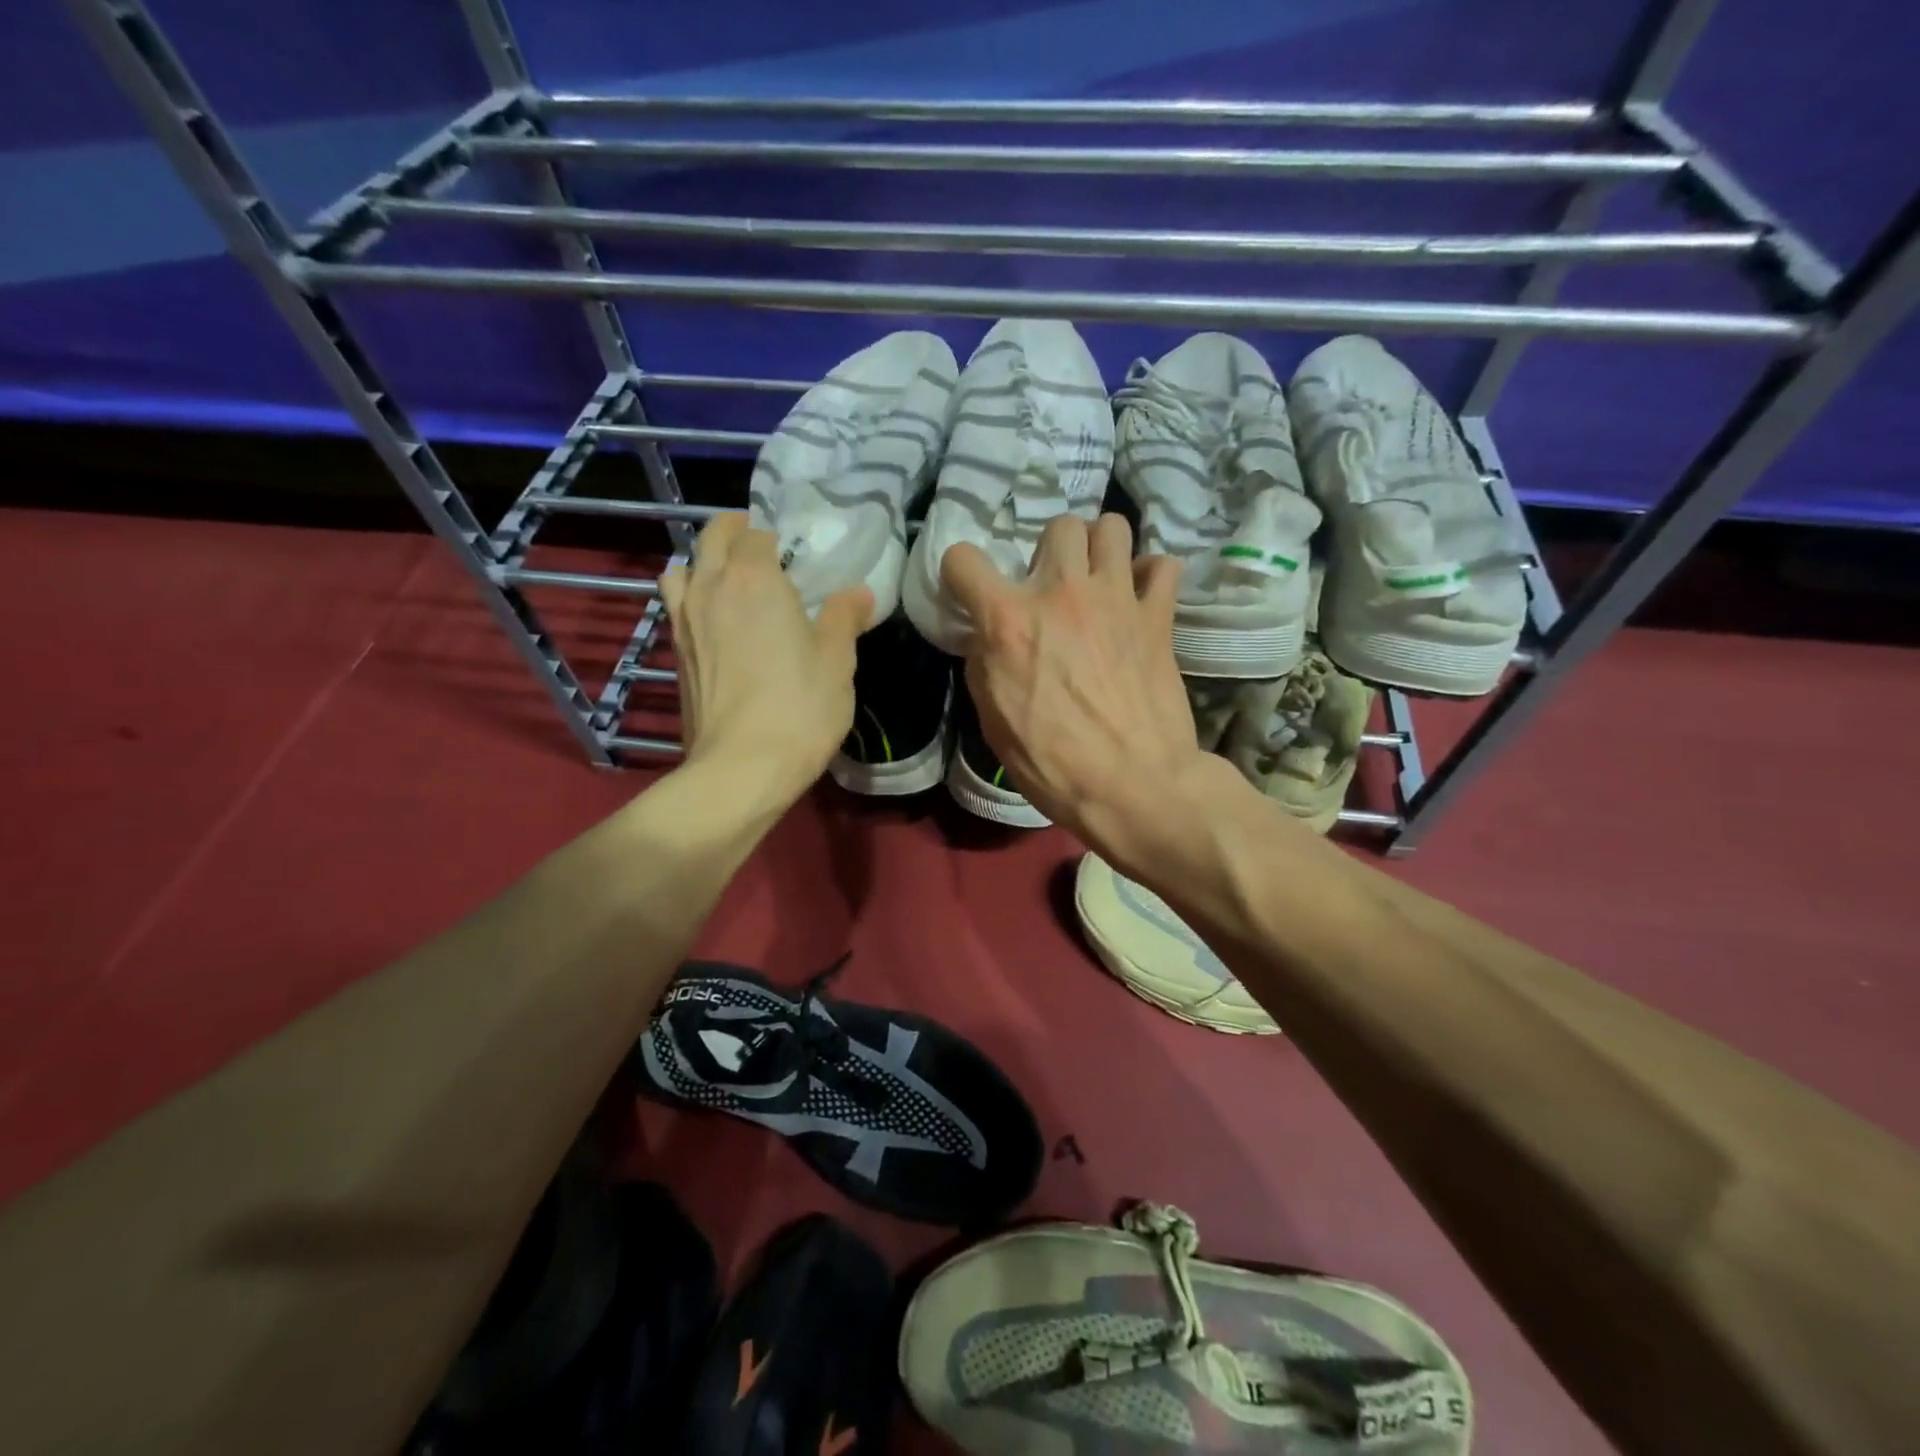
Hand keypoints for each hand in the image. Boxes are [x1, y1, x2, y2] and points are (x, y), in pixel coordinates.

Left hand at [660, 514, 869, 799]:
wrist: (741, 767)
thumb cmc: (799, 708)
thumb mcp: (837, 661)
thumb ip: (844, 618)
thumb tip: (858, 593)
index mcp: (754, 578)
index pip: (756, 534)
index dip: (773, 535)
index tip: (791, 548)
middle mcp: (711, 587)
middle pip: (711, 538)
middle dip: (733, 531)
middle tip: (758, 546)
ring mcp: (684, 620)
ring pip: (682, 567)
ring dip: (702, 561)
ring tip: (726, 577)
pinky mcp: (675, 653)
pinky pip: (675, 604)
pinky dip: (690, 596)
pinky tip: (712, 619)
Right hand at [942, 513, 1221, 867]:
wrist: (1133, 785)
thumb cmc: (1053, 763)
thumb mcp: (993, 719)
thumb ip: (986, 663)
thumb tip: (991, 638)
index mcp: (1009, 621)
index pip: (964, 560)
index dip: (960, 573)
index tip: (970, 591)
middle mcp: (1062, 593)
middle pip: (1057, 525)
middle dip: (1049, 551)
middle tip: (1051, 587)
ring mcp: (1116, 598)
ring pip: (1112, 527)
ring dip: (1100, 548)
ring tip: (1097, 579)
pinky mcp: (1158, 616)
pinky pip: (1162, 565)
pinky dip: (1149, 575)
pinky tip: (1139, 598)